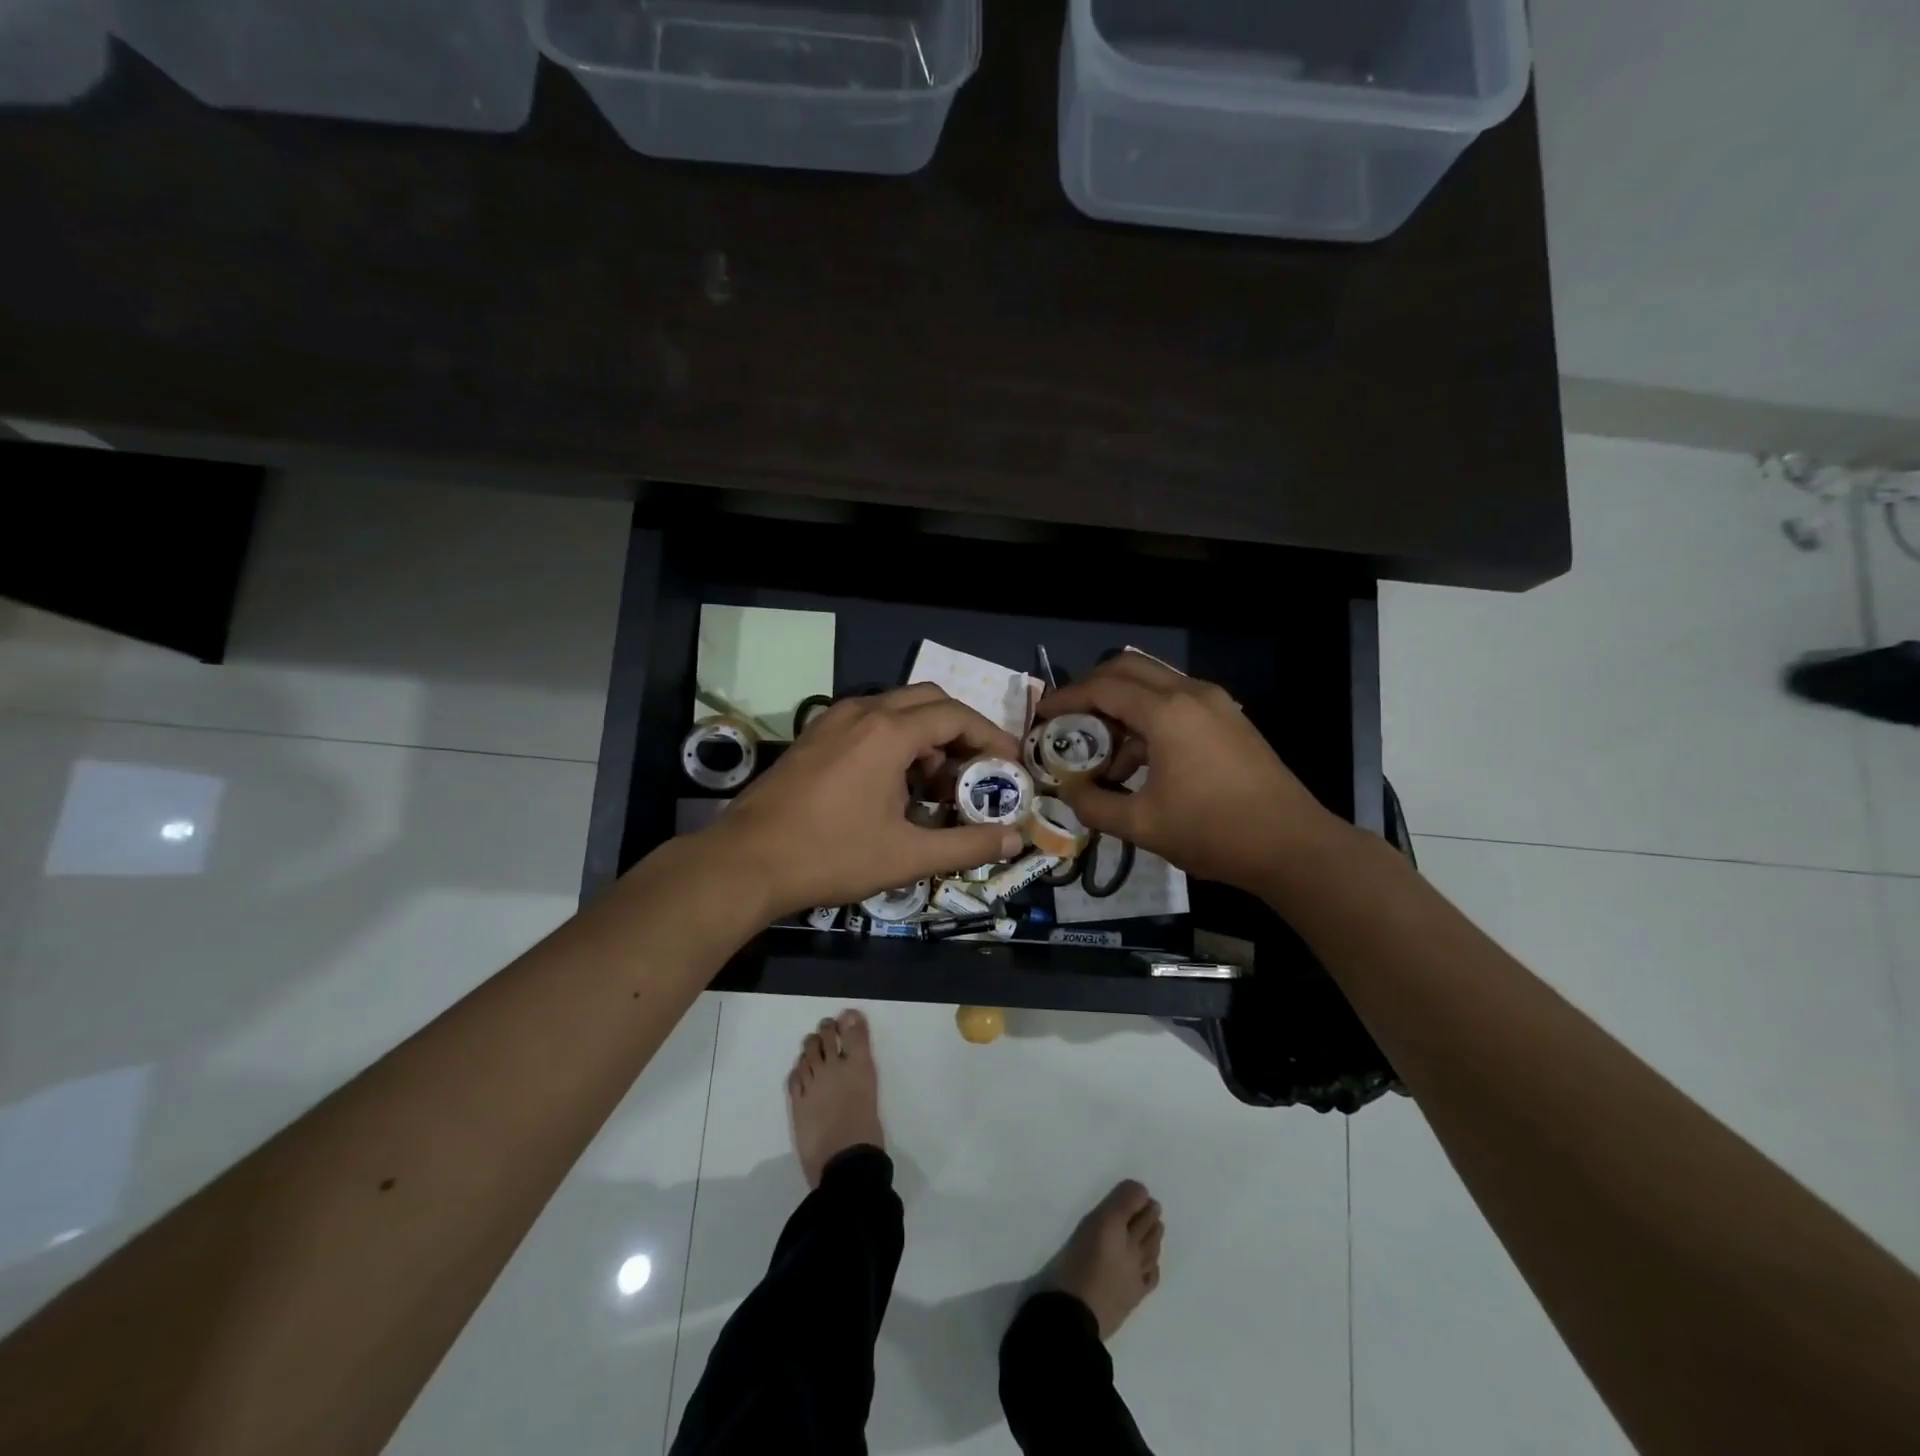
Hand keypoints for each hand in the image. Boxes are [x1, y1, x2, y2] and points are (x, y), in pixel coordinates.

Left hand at [714, 684, 1027, 918]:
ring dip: (926, 736)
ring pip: (896, 709)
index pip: (956, 716)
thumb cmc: (831, 855)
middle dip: (960, 730)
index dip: (990, 737)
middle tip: (976, 769)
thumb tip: (1015, 838)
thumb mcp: (907, 855)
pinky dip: (895, 741)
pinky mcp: (814, 736)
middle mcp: (862, 712)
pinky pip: (868, 722)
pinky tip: (894, 785)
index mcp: (888, 732)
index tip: (1009, 765)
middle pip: (928, 701)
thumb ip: (967, 845)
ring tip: (937, 786)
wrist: (745, 861)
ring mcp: (832, 720)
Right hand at [1040, 653, 1343, 893]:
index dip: (1065, 698)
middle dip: (1091, 690)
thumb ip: (1094, 805)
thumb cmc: (1213, 832)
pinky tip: (1139, 763)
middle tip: (1068, 722)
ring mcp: (1215, 704)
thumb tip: (1069, 790)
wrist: (1293, 846)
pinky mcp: (1229, 720)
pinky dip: (1147, 719)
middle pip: (1127, 668)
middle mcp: (1191, 693)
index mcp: (1167, 712)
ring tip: (1102, 754)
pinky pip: (1175, 703)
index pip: (1102, 687)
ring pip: (1153, 684)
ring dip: (1121, 707)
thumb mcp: (1142, 825)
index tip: (1041, 716)